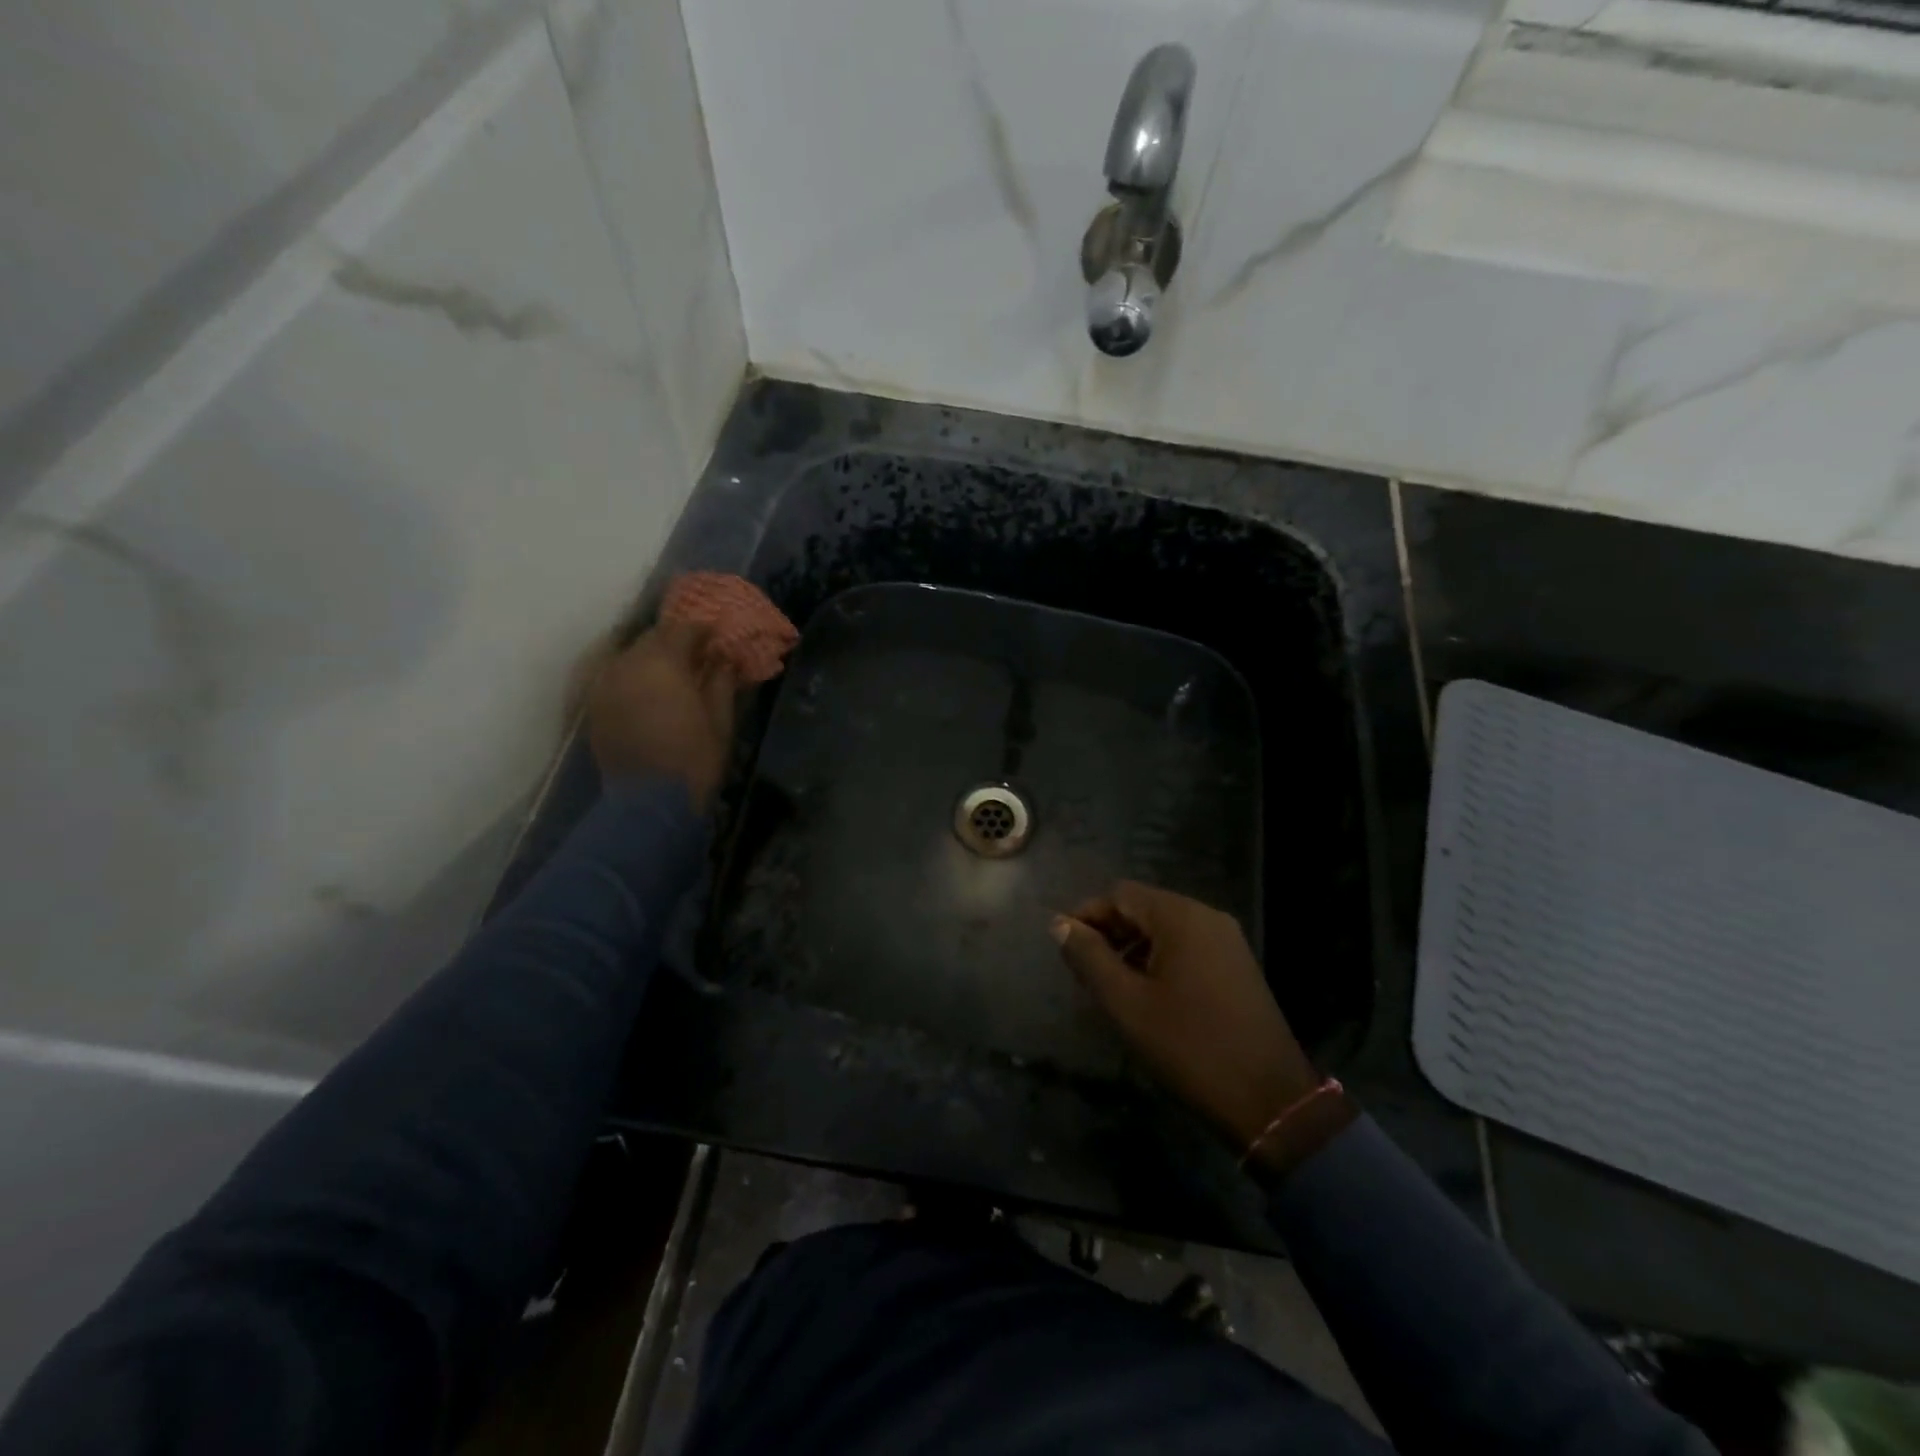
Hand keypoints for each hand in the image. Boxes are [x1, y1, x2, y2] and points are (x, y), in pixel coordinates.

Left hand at [583, 622, 736, 808]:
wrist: (648, 803)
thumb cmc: (693, 759)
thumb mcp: (720, 720)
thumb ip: (721, 682)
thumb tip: (725, 659)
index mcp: (663, 663)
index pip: (683, 629)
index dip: (702, 630)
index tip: (717, 637)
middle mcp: (628, 664)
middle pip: (652, 638)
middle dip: (675, 641)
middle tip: (696, 654)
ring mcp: (605, 685)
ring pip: (630, 657)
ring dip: (651, 659)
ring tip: (672, 673)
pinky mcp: (595, 706)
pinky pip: (616, 678)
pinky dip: (634, 678)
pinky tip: (650, 692)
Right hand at [1054, 882, 1318, 1151]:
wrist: (1270, 1099)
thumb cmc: (1189, 1046)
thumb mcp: (1126, 1003)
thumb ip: (1089, 957)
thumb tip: (1059, 924)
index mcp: (1180, 917)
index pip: (1119, 894)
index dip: (1086, 914)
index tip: (1064, 947)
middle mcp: (1206, 916)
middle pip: (1143, 907)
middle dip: (1109, 931)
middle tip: (1083, 969)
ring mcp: (1227, 941)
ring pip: (1164, 928)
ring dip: (1132, 946)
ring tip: (1110, 984)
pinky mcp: (1237, 965)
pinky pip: (1187, 946)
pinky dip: (1159, 958)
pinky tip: (1146, 993)